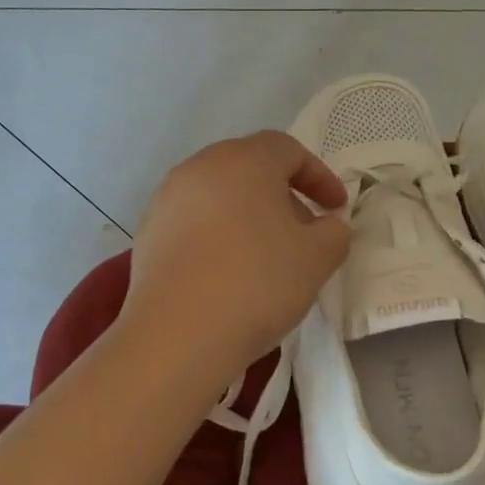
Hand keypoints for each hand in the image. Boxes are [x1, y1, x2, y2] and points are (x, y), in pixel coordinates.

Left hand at [123, 131, 350, 376]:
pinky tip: (226, 272)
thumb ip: (334, 232)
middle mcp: (201, 167)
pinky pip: (193, 222)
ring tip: (265, 256)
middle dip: (282, 195)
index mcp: (245, 160)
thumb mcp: (317, 258)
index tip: (336, 209)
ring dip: (248, 216)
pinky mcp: (147, 232)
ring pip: (219, 195)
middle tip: (303, 232)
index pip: (288, 150)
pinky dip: (217, 235)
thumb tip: (328, 224)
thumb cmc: (258, 283)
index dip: (319, 176)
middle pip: (250, 168)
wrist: (178, 333)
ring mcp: (167, 199)